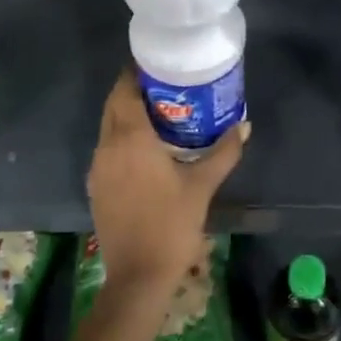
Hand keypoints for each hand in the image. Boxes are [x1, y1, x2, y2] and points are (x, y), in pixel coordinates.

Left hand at [87, 70, 246, 298]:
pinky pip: (107, 148)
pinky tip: (145, 147)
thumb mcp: (202, 186)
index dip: (135, 73)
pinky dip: (121, 137)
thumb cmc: (171, 225)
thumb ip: (223, 152)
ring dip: (126, 114)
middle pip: (114, 105)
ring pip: (108, 127)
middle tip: (163, 85)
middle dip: (132, 90)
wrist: (137, 276)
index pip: (124, 90)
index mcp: (130, 138)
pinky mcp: (95, 185)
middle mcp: (107, 145)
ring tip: (158, 111)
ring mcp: (98, 167)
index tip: (157, 64)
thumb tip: (244, 126)